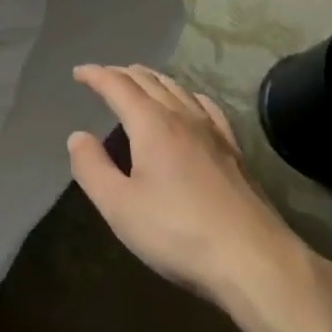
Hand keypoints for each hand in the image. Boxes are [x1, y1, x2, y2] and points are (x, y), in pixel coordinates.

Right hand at [67, 66, 305, 307]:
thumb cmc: (177, 232)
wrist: (253, 259)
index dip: (96, 75)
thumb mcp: (119, 206)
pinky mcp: (234, 151)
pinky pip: (207, 107)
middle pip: (150, 82)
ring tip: (140, 82)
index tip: (79, 72)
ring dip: (153, 80)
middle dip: (123, 74)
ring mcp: (214, 132)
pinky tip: (191, 103)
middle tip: (103, 76)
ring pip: (179, 90)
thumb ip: (92, 168)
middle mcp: (183, 117)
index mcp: (152, 124)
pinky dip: (188, 95)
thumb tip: (78, 136)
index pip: (118, 86)